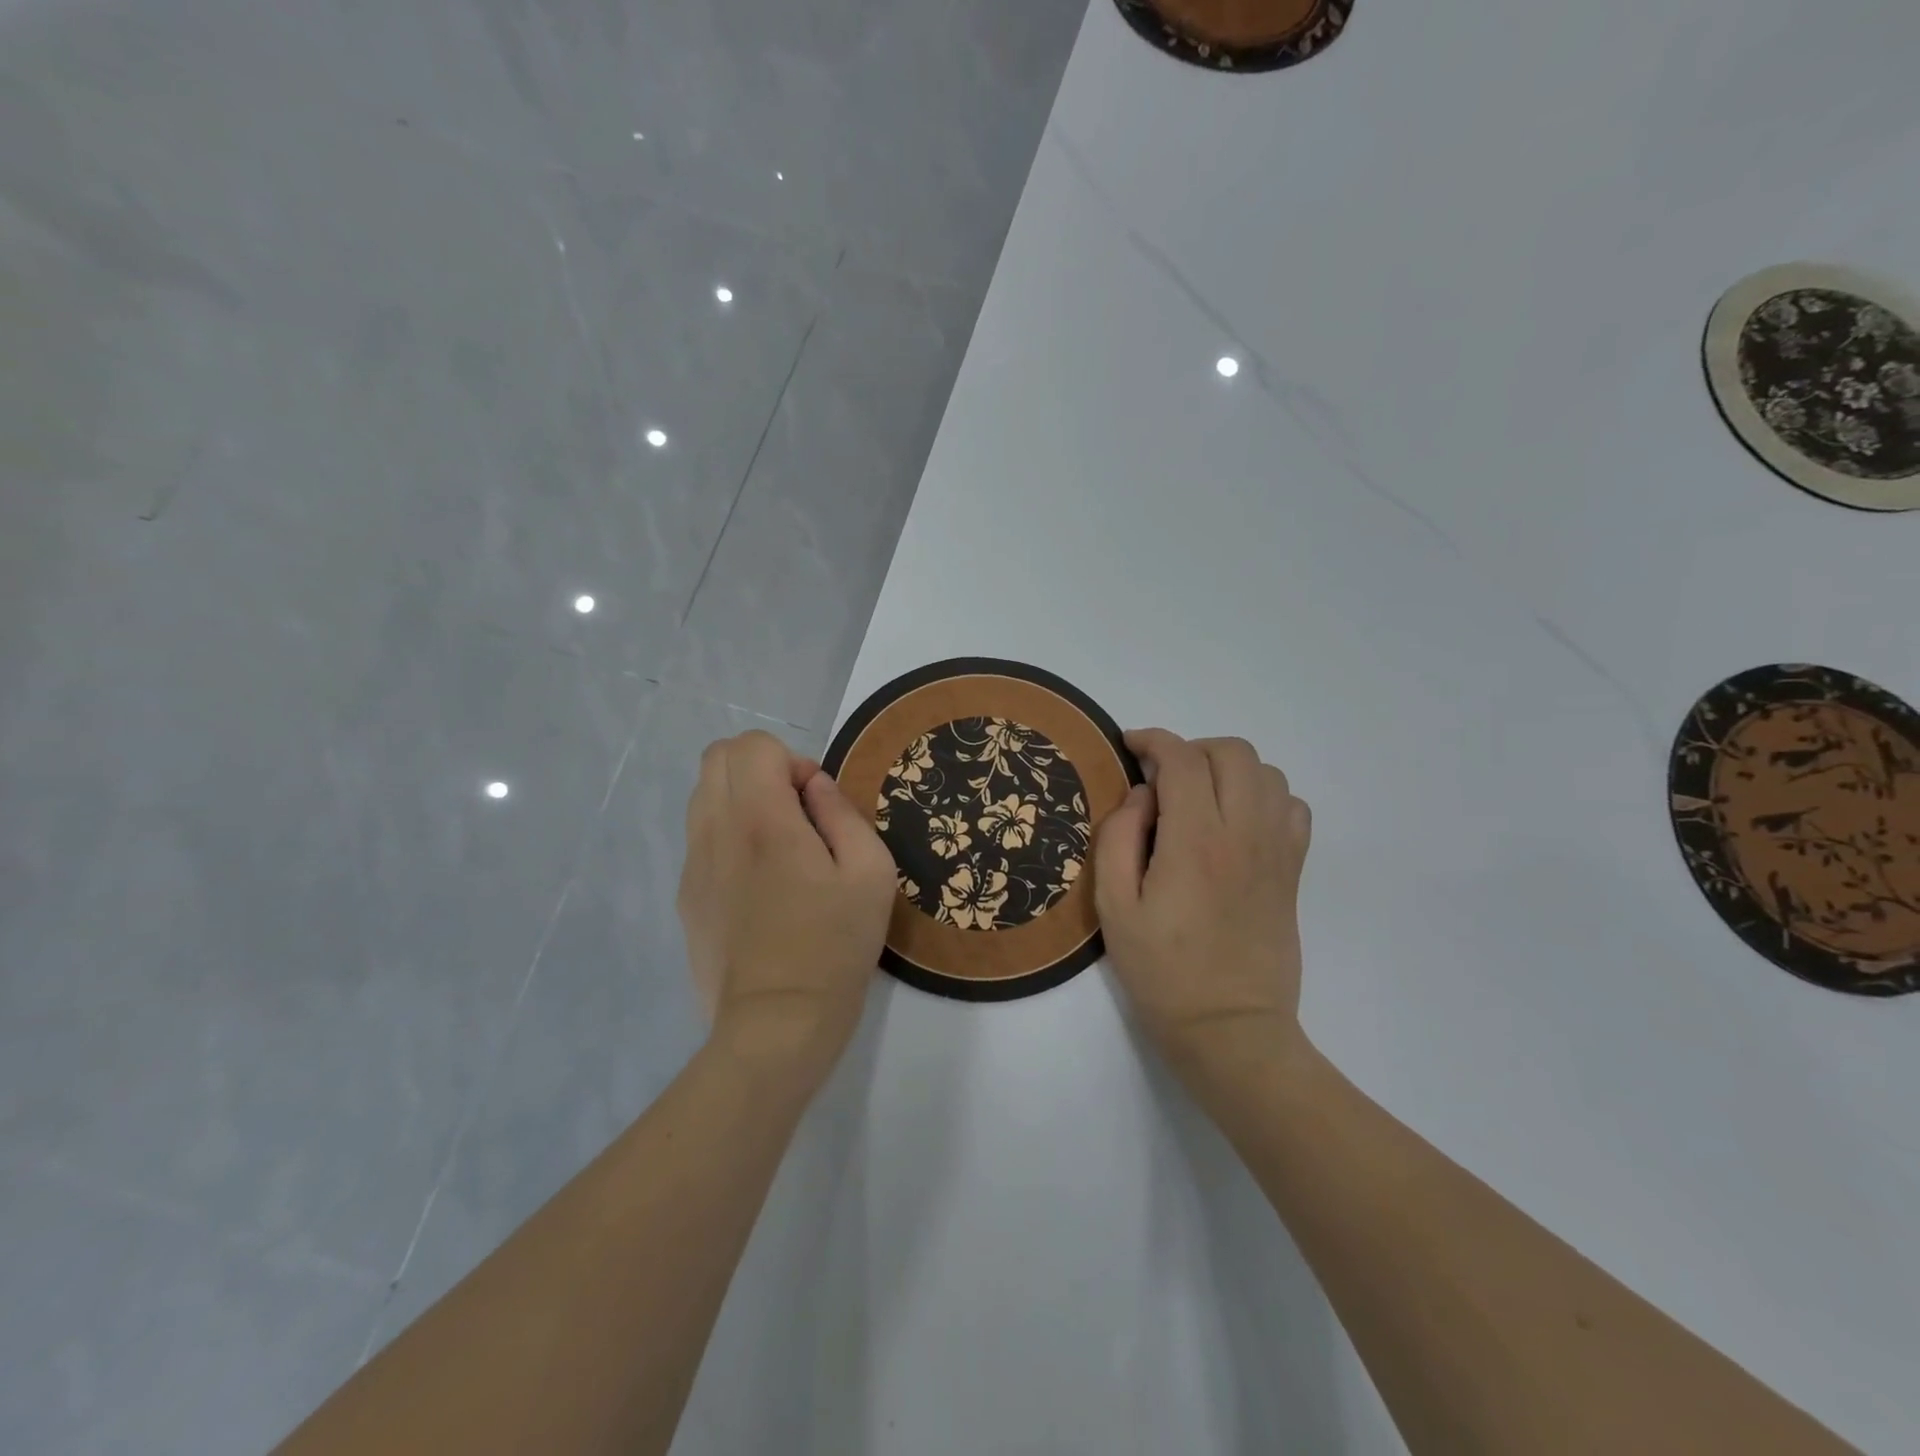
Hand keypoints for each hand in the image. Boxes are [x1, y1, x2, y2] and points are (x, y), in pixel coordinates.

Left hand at [678, 731, 896, 1092]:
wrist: (776, 1025)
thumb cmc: (834, 946)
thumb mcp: (870, 873)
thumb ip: (842, 813)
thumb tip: (815, 787)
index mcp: (761, 820)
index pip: (752, 746)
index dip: (791, 760)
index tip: (816, 804)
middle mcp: (715, 832)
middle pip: (716, 758)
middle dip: (760, 768)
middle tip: (798, 814)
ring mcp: (693, 866)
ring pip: (702, 795)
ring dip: (741, 800)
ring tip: (780, 848)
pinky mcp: (686, 897)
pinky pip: (700, 838)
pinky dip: (728, 836)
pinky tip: (760, 884)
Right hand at [1095, 729, 1313, 1076]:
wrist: (1231, 1029)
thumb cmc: (1162, 971)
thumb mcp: (1114, 907)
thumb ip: (1118, 837)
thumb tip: (1142, 795)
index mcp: (1196, 841)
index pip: (1182, 759)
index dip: (1152, 741)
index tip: (1129, 746)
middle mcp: (1244, 834)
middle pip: (1232, 753)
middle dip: (1191, 749)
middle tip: (1162, 777)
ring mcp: (1277, 851)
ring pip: (1267, 773)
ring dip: (1228, 770)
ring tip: (1198, 797)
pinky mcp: (1294, 871)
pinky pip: (1293, 807)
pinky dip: (1265, 797)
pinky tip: (1237, 821)